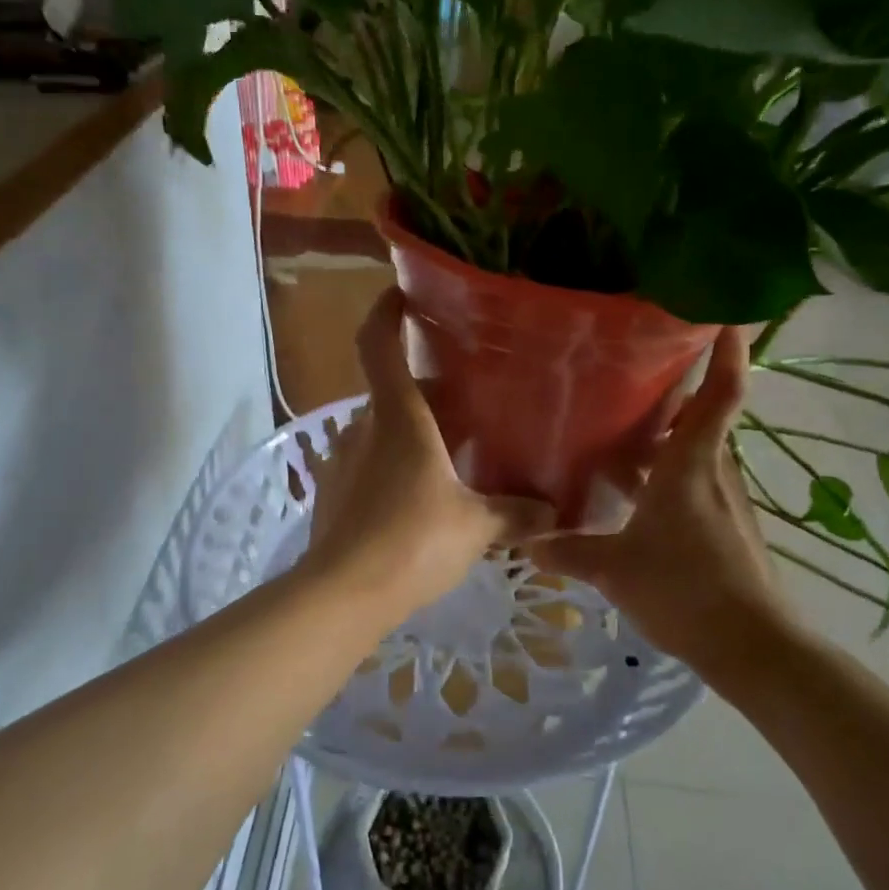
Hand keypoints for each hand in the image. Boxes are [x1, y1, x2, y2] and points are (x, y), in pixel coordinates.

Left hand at [300, 290, 554, 625]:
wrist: (342, 594)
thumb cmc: (413, 542)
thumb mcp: (476, 527)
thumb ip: (516, 514)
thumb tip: (555, 512)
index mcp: (398, 417)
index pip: (378, 344)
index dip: (386, 312)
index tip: (403, 295)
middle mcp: (363, 427)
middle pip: (392, 389)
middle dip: (427, 390)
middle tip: (468, 401)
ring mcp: (342, 459)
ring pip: (381, 427)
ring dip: (412, 429)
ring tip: (451, 450)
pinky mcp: (333, 492)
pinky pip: (369, 461)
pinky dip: (394, 461)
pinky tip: (421, 494)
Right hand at [530, 326, 792, 670]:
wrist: (750, 645)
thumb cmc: (684, 589)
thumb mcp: (615, 568)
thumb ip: (568, 551)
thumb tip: (524, 542)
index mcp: (690, 465)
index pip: (719, 395)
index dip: (727, 354)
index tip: (724, 317)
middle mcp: (713, 472)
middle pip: (701, 418)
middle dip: (673, 396)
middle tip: (632, 377)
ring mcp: (724, 500)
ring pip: (695, 452)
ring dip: (665, 440)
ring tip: (620, 434)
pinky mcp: (727, 526)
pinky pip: (695, 482)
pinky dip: (668, 476)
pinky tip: (635, 496)